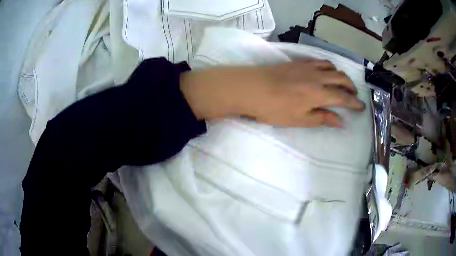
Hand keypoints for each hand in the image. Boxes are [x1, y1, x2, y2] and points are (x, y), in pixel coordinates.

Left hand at [180, 58, 365, 127]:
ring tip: (341, 83)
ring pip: (331, 66)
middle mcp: (317, 77)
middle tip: (353, 95)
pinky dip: (327, 66)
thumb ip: (322, 118)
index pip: (343, 98)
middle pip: (341, 78)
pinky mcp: (297, 62)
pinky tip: (324, 71)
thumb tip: (341, 121)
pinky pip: (317, 60)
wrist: (251, 88)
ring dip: (340, 74)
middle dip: (350, 87)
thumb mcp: (299, 119)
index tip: (361, 107)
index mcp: (319, 93)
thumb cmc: (274, 109)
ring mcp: (307, 66)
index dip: (354, 103)